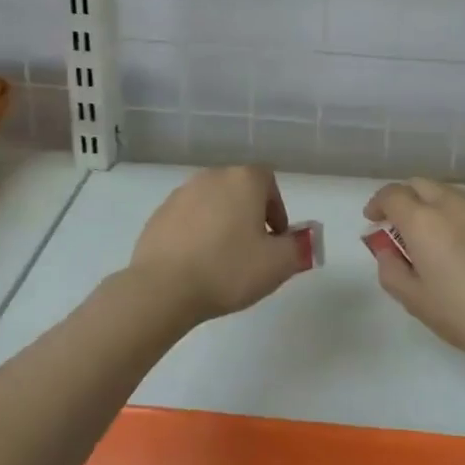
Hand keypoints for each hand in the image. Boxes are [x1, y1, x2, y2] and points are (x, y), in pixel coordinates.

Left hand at [129, 165, 304, 325]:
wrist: (163, 288)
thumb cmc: (228, 270)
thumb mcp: (278, 264)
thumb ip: (300, 247)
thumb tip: (306, 238)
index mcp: (243, 180)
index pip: (268, 181)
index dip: (277, 209)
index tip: (276, 240)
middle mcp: (211, 177)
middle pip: (239, 190)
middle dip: (250, 216)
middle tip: (253, 252)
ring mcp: (180, 194)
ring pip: (212, 204)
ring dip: (222, 224)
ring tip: (223, 260)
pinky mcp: (158, 215)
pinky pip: (187, 219)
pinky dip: (196, 234)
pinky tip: (196, 264)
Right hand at [364, 178, 464, 374]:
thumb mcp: (417, 302)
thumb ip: (392, 271)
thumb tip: (387, 251)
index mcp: (424, 221)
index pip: (392, 195)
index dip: (378, 203)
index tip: (373, 219)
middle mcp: (454, 206)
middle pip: (421, 185)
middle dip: (405, 198)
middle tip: (399, 225)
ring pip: (450, 195)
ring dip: (433, 206)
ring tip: (434, 238)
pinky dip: (460, 219)